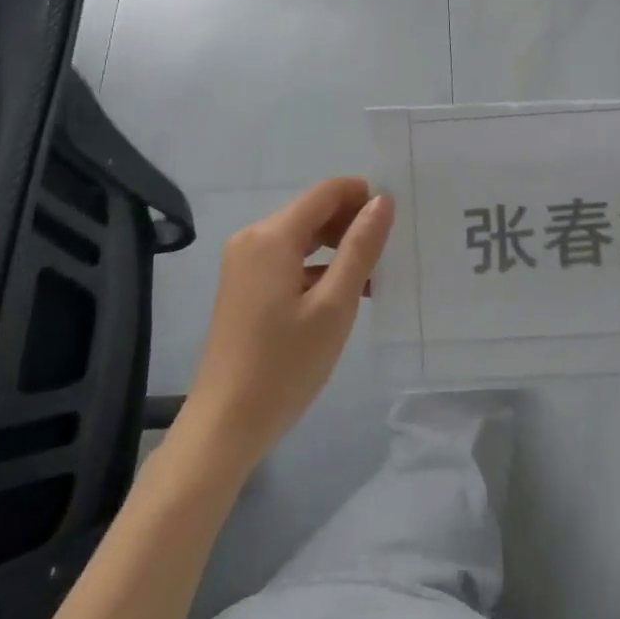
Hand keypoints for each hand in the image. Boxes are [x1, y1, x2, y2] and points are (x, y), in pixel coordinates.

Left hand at [184, 178, 392, 473]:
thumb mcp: (335, 305)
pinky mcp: (243, 285)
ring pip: (302, 235)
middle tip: (387, 254)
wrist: (224, 426)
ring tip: (372, 277)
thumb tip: (382, 201)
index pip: (327, 192)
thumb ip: (360, 248)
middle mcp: (253, 238)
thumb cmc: (284, 365)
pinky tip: (342, 294)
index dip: (364, 197)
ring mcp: (244, 262)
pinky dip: (317, 267)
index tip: (395, 223)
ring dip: (337, 247)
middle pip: (313, 211)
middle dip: (352, 224)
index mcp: (272, 236)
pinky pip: (288, 258)